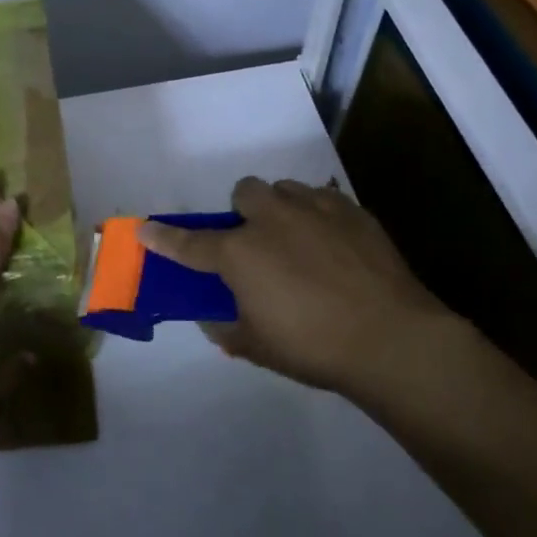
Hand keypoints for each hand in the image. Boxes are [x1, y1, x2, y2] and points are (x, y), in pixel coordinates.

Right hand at [140, 177, 464, 399]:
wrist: (392, 338)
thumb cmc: (314, 347)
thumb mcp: (257, 347)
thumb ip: (226, 329)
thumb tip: (212, 318)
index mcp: (240, 253)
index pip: (189, 244)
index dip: (163, 238)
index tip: (145, 230)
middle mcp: (271, 220)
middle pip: (244, 193)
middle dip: (243, 213)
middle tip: (257, 245)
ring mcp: (314, 209)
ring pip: (284, 189)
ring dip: (280, 209)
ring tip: (298, 240)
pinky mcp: (352, 211)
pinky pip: (324, 199)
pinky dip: (319, 216)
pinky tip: (334, 244)